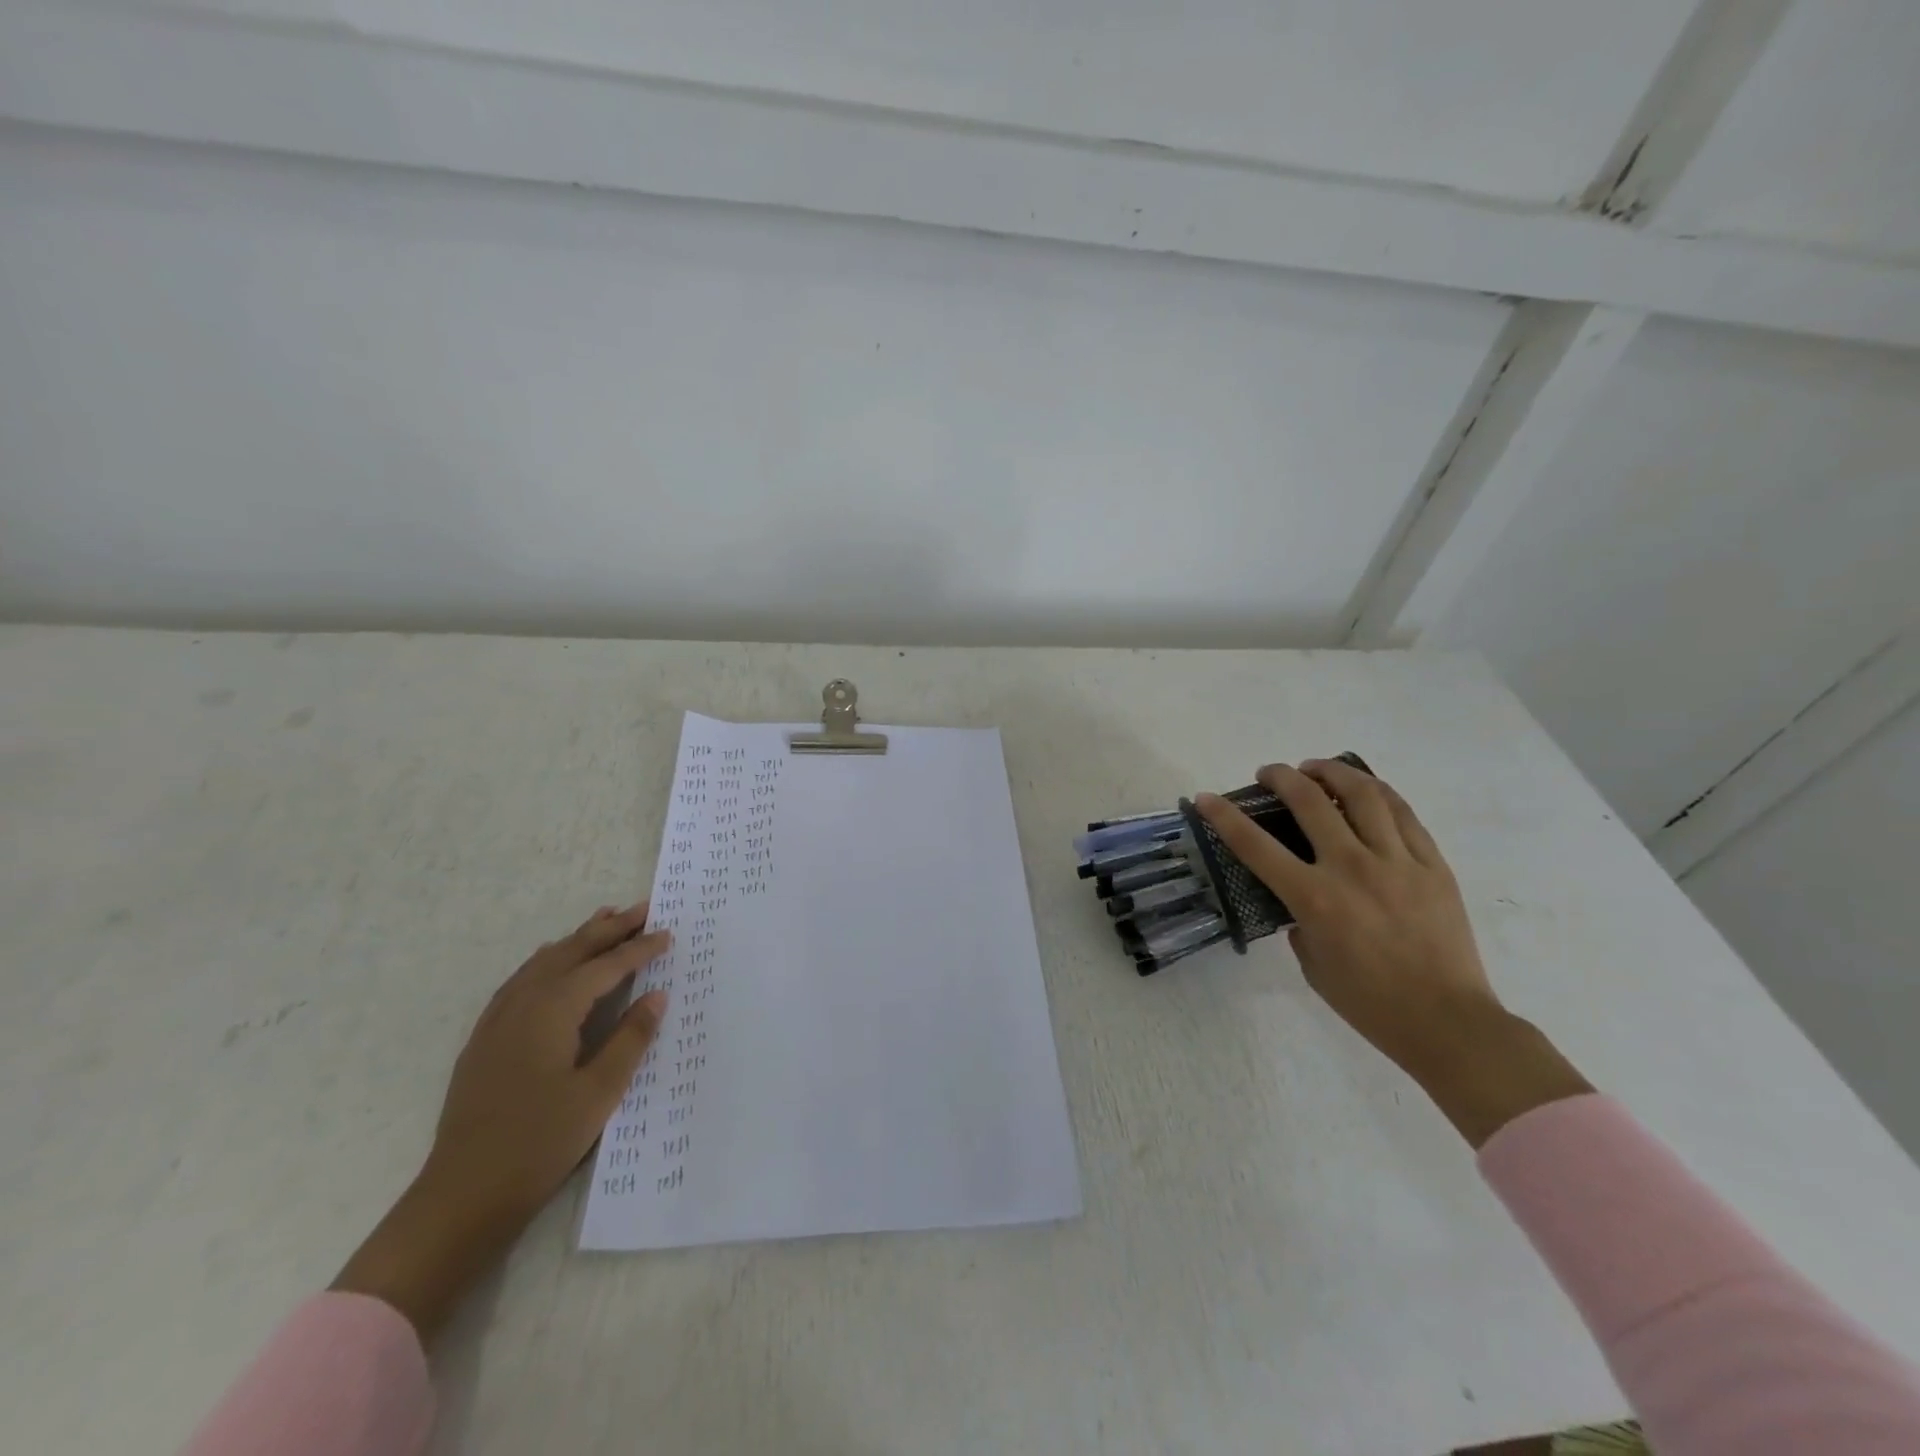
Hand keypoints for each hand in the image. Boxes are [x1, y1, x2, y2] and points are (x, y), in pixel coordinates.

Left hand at [332, 902, 670, 1338]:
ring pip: (544, 960)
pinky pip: (521, 979)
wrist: (462, 1194)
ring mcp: (498, 1019)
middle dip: (609, 928)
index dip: (639, 948)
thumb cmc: (540, 1142)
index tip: (667, 933)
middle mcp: (523, 1002)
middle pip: (572, 951)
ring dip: (578, 938)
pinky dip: (547, 960)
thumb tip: (656, 996)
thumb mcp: (599, 1093)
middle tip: (642, 908)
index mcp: (553, 1010)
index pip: (605, 967)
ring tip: (603, 920)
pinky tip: (551, 964)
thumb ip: (630, 1039)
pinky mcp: (485, 1038)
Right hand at [1197, 762, 1589, 1146]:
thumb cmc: (1369, 1002)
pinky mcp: (1432, 864)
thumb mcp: (1312, 962)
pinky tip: (1365, 789)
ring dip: (1332, 772)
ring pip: (1362, 794)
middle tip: (1270, 775)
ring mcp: (1397, 862)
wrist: (1447, 1022)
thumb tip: (1302, 897)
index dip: (1224, 816)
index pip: (1255, 845)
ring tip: (1316, 768)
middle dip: (1281, 778)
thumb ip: (1300, 920)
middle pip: (1310, 801)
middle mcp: (1352, 869)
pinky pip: (1404, 813)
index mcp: (1314, 898)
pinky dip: (1378, 792)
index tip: (1206, 797)